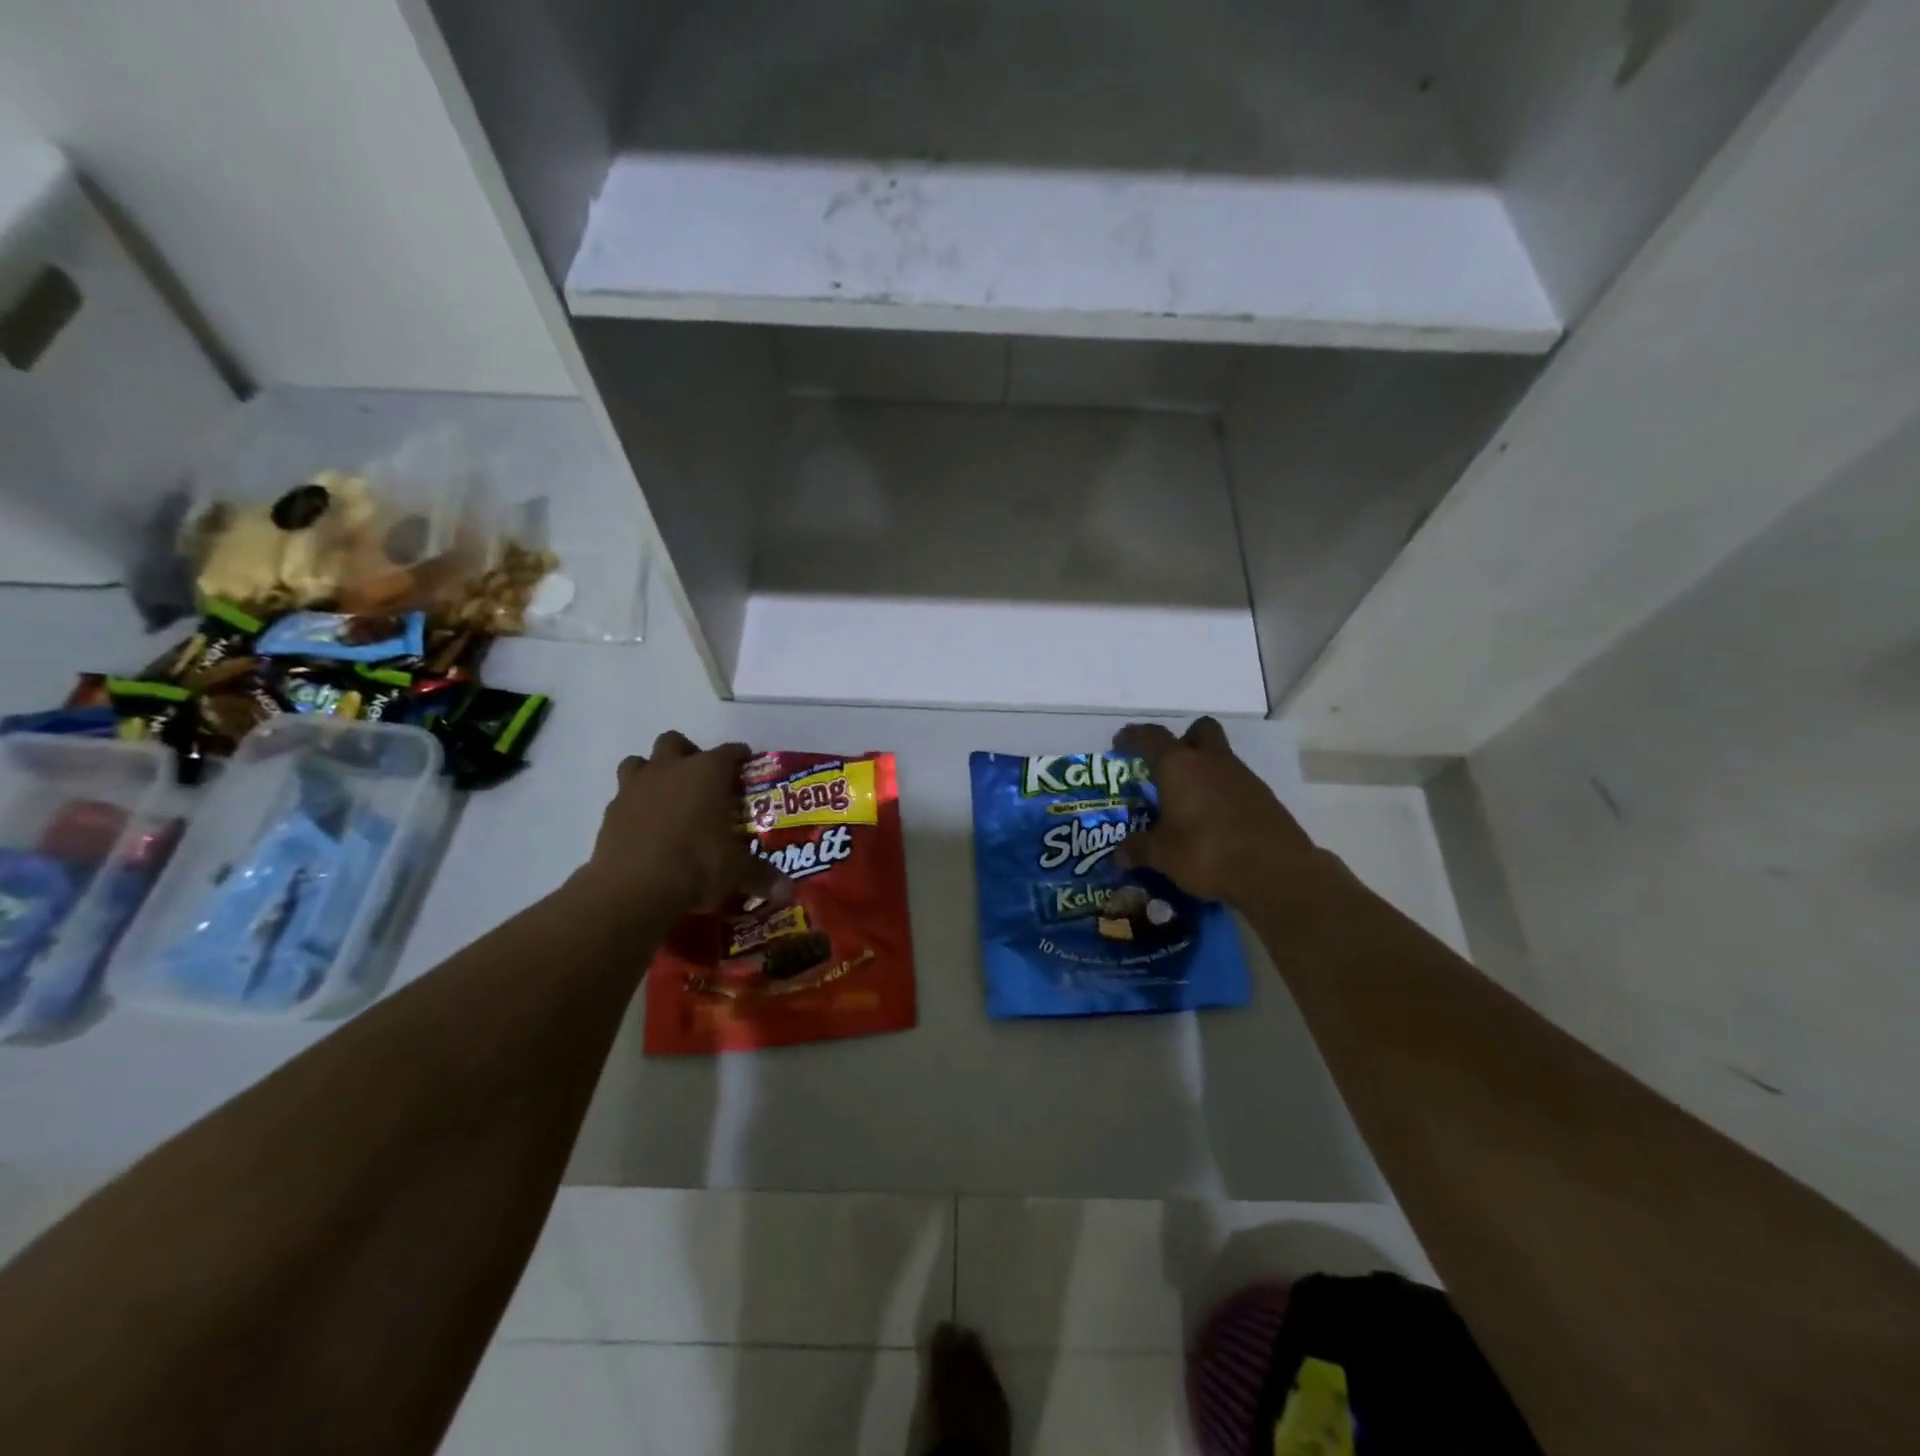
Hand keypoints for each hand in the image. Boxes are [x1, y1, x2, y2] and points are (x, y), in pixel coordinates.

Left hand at [580, 732, 791, 916]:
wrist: (632, 889)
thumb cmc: (696, 865)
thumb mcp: (737, 873)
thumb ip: (762, 877)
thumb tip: (788, 892)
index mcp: (707, 772)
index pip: (730, 752)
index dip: (740, 757)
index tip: (746, 767)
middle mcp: (670, 769)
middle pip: (675, 742)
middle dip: (687, 754)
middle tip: (700, 780)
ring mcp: (635, 787)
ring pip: (639, 761)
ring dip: (652, 772)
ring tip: (666, 797)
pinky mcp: (610, 812)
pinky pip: (622, 797)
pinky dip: (634, 806)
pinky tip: (645, 828)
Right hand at [1113, 717, 1320, 908]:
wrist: (1275, 871)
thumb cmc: (1206, 853)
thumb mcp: (1163, 855)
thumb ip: (1138, 849)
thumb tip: (1119, 855)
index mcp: (1179, 765)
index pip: (1151, 737)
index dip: (1133, 737)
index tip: (1120, 744)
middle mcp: (1211, 761)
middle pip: (1199, 730)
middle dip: (1183, 740)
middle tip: (1168, 765)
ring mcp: (1242, 776)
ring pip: (1220, 757)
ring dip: (1204, 770)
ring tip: (1188, 802)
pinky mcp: (1264, 797)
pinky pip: (1236, 784)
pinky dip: (1222, 794)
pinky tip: (1214, 822)